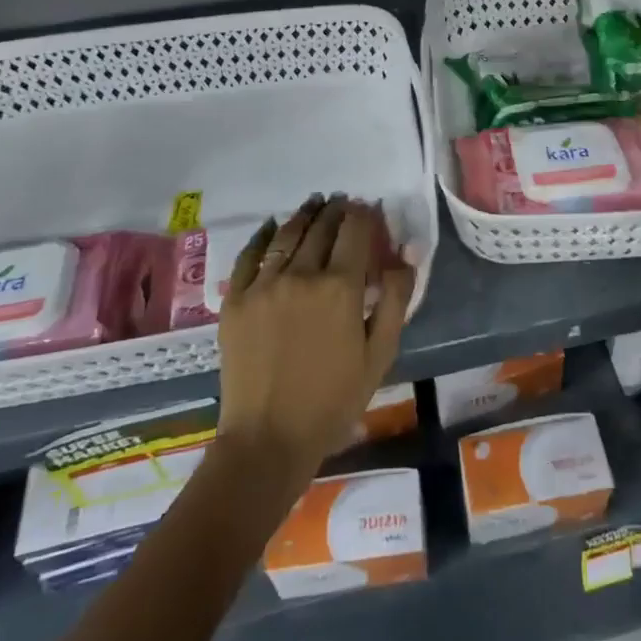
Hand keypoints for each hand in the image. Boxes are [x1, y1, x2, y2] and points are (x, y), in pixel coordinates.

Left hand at [216, 195, 413, 491]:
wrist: (268, 439)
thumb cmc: (334, 400)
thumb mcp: (380, 353)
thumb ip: (397, 299)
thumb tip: (405, 255)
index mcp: (340, 287)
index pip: (355, 231)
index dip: (363, 214)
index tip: (368, 207)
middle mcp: (302, 274)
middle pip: (321, 227)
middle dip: (335, 210)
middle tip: (342, 201)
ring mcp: (264, 284)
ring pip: (287, 234)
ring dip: (304, 214)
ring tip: (314, 203)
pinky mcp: (235, 300)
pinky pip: (249, 255)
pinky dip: (264, 235)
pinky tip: (272, 226)